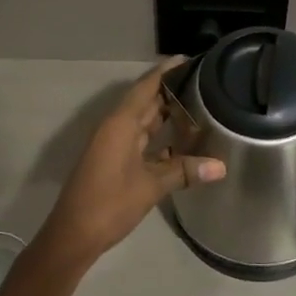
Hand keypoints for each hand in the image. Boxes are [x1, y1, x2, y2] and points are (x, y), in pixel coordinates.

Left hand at [40, 58, 226, 263]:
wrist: (73, 235)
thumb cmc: (109, 203)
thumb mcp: (151, 187)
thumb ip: (184, 171)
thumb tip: (221, 166)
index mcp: (121, 124)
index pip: (146, 87)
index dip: (166, 72)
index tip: (188, 59)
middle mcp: (116, 127)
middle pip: (145, 101)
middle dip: (171, 91)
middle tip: (203, 83)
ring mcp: (113, 145)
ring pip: (143, 122)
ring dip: (166, 115)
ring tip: (198, 107)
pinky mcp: (114, 161)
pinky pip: (140, 140)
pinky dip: (159, 138)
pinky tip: (181, 144)